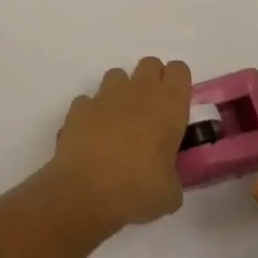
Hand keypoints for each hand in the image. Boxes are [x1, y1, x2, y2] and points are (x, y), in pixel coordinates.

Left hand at [48, 57, 192, 233]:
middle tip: (151, 114)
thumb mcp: (171, 193)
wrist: (86, 192)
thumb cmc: (138, 191)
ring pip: (117, 76)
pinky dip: (92, 114)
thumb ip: (172, 174)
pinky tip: (93, 138)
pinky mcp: (79, 107)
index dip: (177, 84)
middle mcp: (138, 91)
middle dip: (151, 82)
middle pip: (149, 64)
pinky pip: (89, 101)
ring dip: (121, 94)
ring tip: (120, 125)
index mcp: (168, 106)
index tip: (176, 106)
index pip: (179, 70)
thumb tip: (164, 177)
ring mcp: (105, 95)